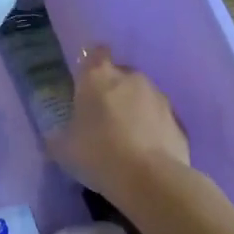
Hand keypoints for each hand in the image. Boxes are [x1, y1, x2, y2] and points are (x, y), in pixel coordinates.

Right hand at [49, 47, 192, 199]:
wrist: (152, 181)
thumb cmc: (99, 154)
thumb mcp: (63, 150)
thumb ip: (57, 137)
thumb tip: (54, 137)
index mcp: (97, 77)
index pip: (95, 53)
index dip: (91, 64)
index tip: (86, 81)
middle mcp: (130, 78)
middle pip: (120, 74)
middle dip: (112, 90)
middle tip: (102, 116)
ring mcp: (159, 98)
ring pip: (142, 96)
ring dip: (134, 109)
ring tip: (125, 138)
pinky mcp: (179, 122)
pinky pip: (160, 119)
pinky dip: (153, 129)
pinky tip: (145, 152)